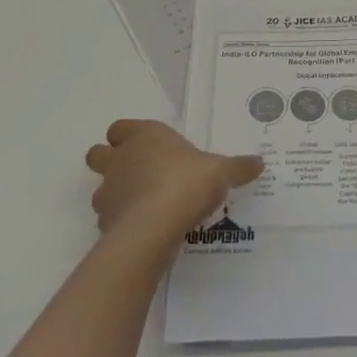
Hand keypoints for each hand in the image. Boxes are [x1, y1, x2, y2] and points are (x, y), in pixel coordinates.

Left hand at [85, 120, 263, 247]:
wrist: (155, 228)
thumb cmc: (187, 183)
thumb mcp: (222, 171)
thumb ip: (238, 167)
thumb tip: (259, 162)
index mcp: (144, 137)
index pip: (120, 127)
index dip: (128, 135)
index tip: (147, 146)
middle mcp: (120, 159)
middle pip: (97, 153)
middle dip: (110, 161)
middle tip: (137, 173)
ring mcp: (108, 192)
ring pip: (101, 189)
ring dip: (115, 194)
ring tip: (143, 205)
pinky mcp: (106, 223)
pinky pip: (109, 219)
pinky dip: (121, 222)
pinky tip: (143, 229)